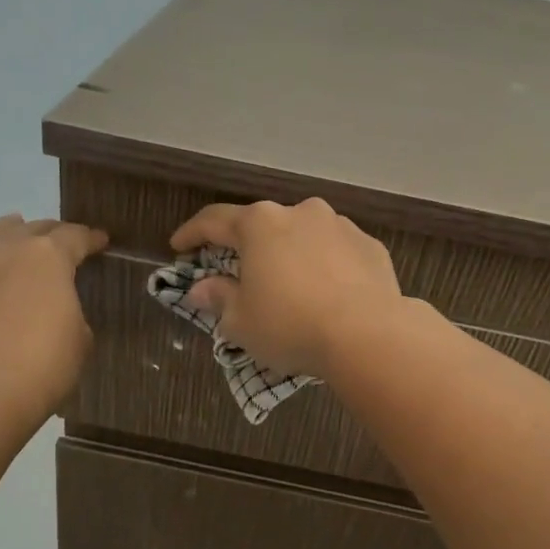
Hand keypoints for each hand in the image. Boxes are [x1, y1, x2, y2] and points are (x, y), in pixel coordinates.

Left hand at [0, 215, 108, 424]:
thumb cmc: (39, 367)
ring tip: (16, 257)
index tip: (100, 241)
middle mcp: (3, 249)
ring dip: (7, 246)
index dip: (90, 239)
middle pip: (30, 229)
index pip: (75, 236)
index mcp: (47, 256)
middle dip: (48, 236)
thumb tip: (57, 314)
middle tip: (61, 249)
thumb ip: (71, 315)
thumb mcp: (79, 342)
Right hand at [170, 197, 403, 376]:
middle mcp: (300, 213)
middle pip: (263, 226)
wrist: (368, 335)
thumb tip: (200, 289)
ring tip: (291, 287)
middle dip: (248, 248)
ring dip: (290, 256)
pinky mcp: (370, 246)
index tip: (179, 246)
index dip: (192, 234)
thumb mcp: (241, 321)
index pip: (214, 221)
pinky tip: (328, 294)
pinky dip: (325, 268)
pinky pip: (336, 253)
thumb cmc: (291, 326)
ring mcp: (340, 226)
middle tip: (239, 274)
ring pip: (303, 236)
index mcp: (260, 225)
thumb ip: (218, 298)